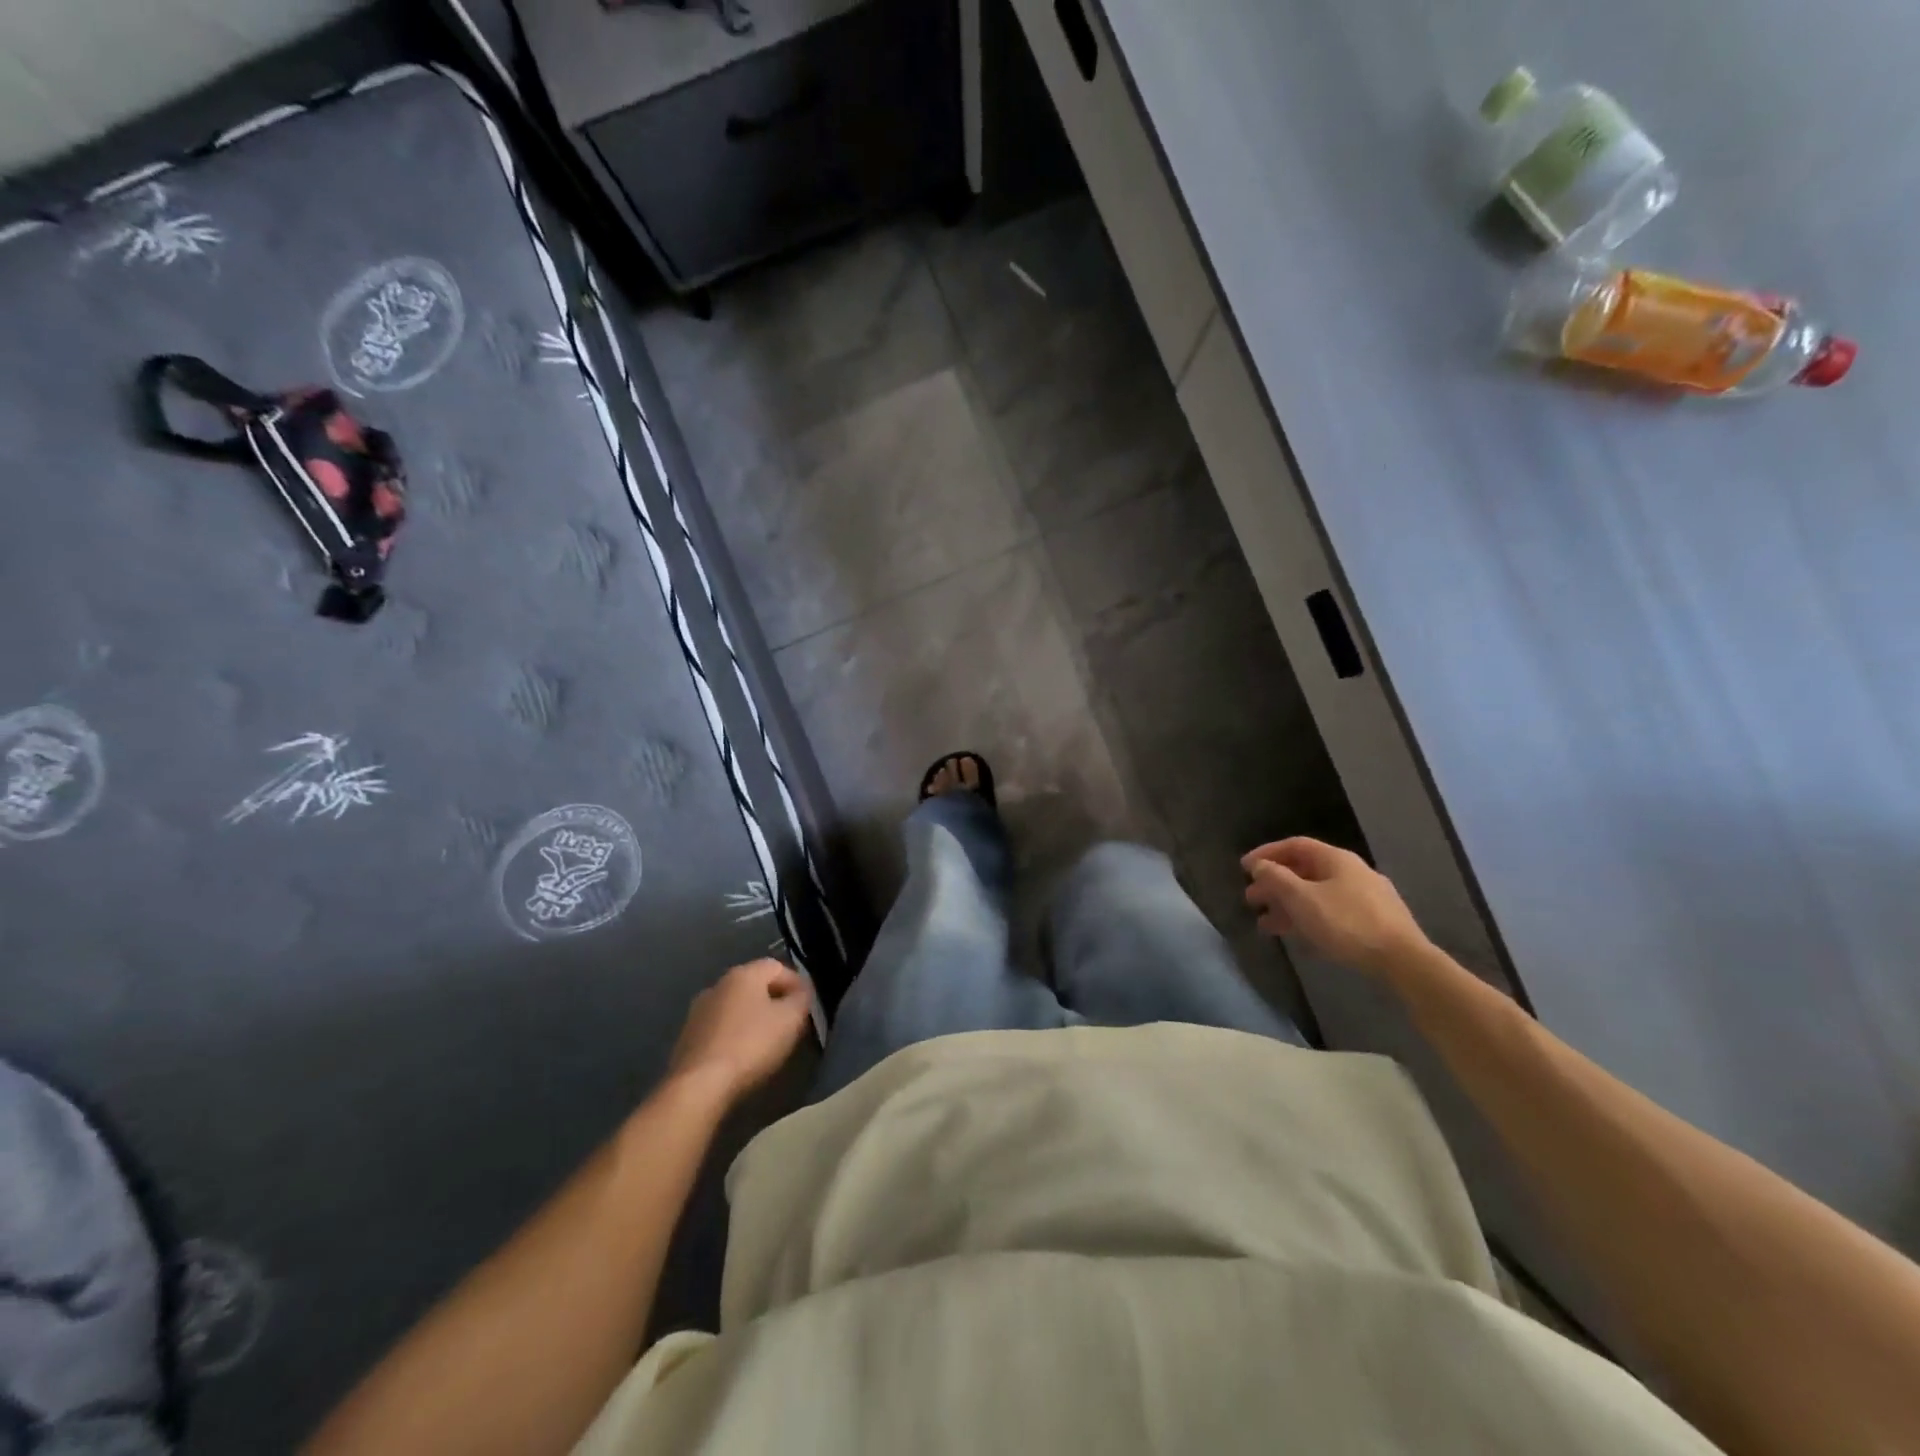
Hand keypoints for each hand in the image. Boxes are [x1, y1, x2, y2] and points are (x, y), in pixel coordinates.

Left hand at [668, 960, 813, 1101]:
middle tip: (790, 1024)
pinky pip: (720, 1028)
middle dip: (775, 1001)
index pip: (778, 967)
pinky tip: (742, 1056)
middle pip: (755, 985)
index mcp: (743, 974)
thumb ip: (802, 999)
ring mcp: (698, 1011)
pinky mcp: (687, 1037)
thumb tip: (801, 991)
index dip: (797, 984)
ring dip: (753, 1018)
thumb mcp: (790, 1019)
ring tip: (767, 1042)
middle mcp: (718, 984)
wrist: (698, 1086)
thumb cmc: (751, 1045)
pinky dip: (734, 1035)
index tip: (807, 1007)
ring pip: (736, 1007)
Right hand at [1242, 838, 1429, 976]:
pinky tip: (1299, 938)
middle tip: (1251, 899)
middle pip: (1305, 871)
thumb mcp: (1302, 899)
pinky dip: (1309, 920)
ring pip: (1317, 895)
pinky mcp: (1375, 923)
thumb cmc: (1346, 923)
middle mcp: (1352, 872)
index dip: (1267, 853)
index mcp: (1336, 859)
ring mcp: (1366, 898)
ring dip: (1289, 907)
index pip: (1295, 845)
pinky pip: (1332, 913)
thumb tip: (1260, 865)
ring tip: (1267, 926)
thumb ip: (1276, 879)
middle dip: (1275, 884)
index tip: (1244, 868)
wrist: (1403, 961)